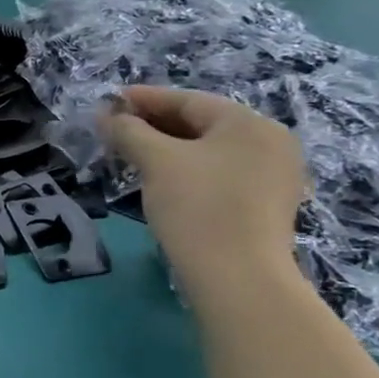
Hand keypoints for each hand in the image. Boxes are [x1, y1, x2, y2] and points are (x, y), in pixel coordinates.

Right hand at [98, 86, 307, 285]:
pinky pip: (219, 174)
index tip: (109, 101)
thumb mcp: (156, 161)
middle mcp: (269, 143)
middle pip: (201, 124)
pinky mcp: (264, 206)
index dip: (144, 99)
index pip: (188, 101)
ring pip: (208, 151)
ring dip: (167, 149)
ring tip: (130, 155)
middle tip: (115, 130)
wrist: (239, 278)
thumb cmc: (198, 207)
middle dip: (154, 125)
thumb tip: (106, 115)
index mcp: (249, 124)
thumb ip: (129, 131)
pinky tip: (160, 180)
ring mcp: (272, 176)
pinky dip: (187, 170)